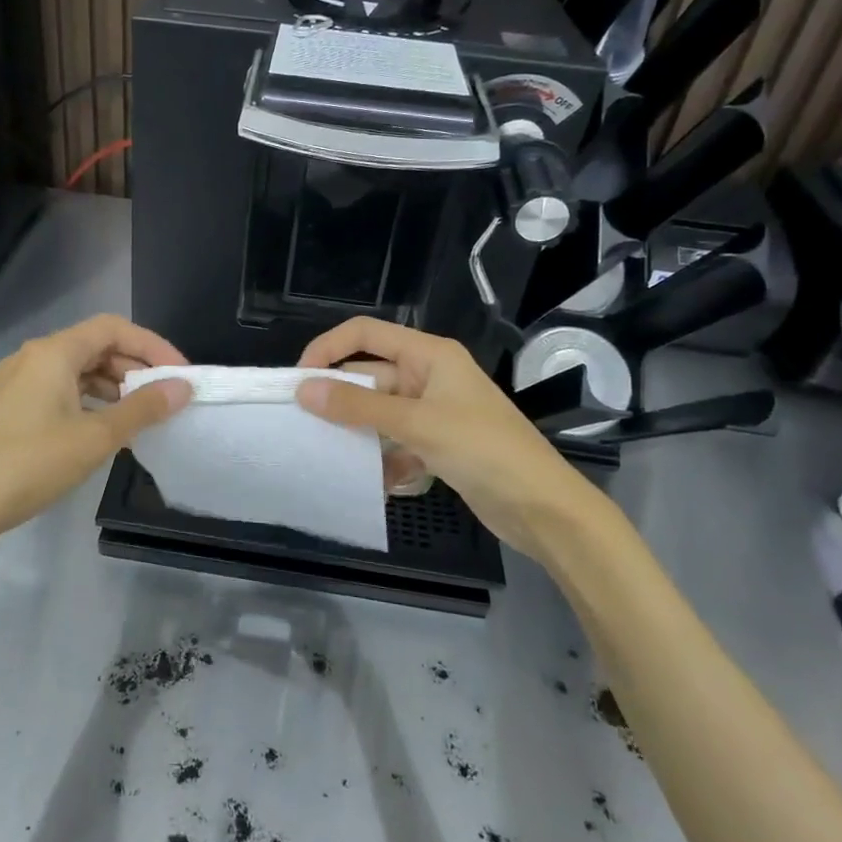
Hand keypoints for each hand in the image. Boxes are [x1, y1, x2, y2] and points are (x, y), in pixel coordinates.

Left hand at [0, 315, 190, 561]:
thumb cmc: (29, 464)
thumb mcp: (94, 438)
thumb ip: (142, 409)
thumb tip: (183, 388)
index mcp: (53, 352)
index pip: (113, 328)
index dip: (152, 345)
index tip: (180, 374)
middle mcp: (33, 357)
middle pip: (95, 346)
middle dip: (135, 367)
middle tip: (166, 397)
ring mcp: (18, 383)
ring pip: (77, 371)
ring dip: (113, 387)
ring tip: (142, 416)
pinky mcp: (10, 408)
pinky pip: (60, 392)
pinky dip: (89, 402)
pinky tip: (105, 430)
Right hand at [295, 318, 620, 560]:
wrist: (543, 507)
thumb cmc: (483, 450)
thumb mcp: (417, 423)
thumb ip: (358, 405)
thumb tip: (303, 389)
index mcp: (429, 355)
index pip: (366, 333)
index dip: (328, 348)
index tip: (298, 379)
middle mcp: (430, 376)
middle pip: (370, 375)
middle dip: (339, 397)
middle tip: (303, 423)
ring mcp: (435, 412)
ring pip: (380, 412)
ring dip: (359, 432)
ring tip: (330, 453)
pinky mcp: (439, 445)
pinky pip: (396, 443)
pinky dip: (384, 460)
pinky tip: (376, 482)